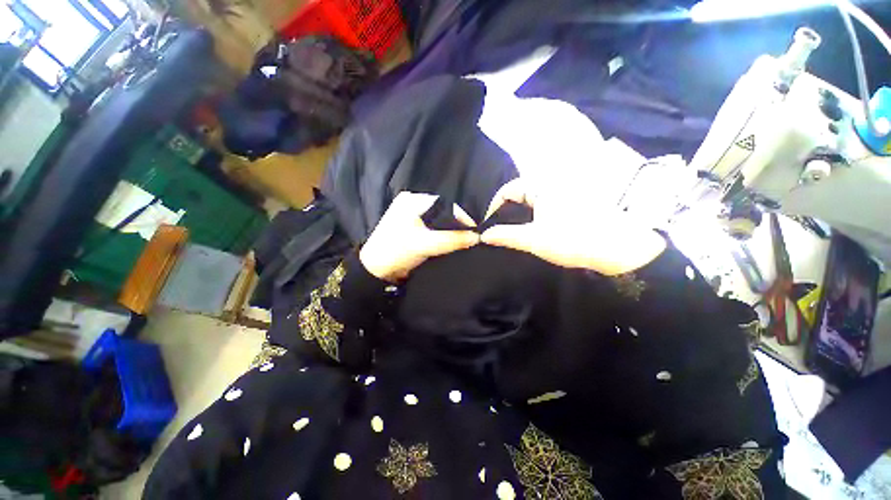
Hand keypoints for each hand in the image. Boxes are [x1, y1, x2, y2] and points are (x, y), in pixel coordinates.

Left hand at [360, 192, 479, 281]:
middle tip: (470, 236)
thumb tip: (477, 237)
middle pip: (443, 211)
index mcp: (413, 200)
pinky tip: (450, 242)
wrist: (375, 271)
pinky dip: (442, 234)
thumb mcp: (425, 244)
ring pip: (439, 220)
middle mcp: (413, 203)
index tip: (475, 230)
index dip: (461, 216)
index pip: (446, 203)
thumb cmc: (396, 252)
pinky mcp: (412, 227)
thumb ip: (452, 239)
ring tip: (463, 239)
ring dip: (449, 230)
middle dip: (456, 224)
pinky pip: (433, 228)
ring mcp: (412, 215)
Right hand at [480, 179, 665, 275]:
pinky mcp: (572, 201)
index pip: (507, 190)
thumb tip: (484, 235)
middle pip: (518, 194)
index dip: (493, 208)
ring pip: (531, 200)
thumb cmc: (574, 241)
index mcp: (541, 185)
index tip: (488, 226)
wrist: (622, 249)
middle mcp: (551, 182)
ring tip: (512, 233)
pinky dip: (533, 216)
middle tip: (499, 232)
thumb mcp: (534, 240)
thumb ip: (506, 236)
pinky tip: (532, 230)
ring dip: (519, 216)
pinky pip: (543, 204)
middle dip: (506, 213)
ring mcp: (563, 191)